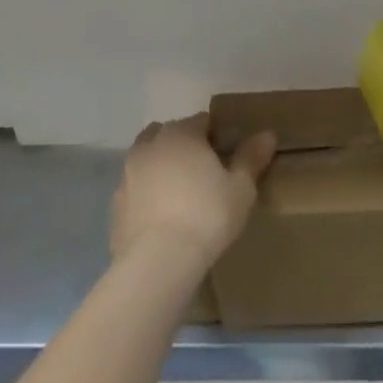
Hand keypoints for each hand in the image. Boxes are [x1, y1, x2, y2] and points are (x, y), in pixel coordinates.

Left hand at [111, 114, 276, 267]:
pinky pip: (135, 188)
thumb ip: (251, 158)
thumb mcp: (241, 188)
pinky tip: (161, 216)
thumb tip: (267, 134)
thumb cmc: (206, 216)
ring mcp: (128, 173)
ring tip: (180, 193)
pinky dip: (146, 193)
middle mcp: (151, 145)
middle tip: (203, 172)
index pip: (201, 121)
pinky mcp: (115, 203)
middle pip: (170, 133)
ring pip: (147, 157)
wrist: (157, 262)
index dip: (215, 135)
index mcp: (181, 133)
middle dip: (184, 144)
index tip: (226, 155)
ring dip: (161, 165)